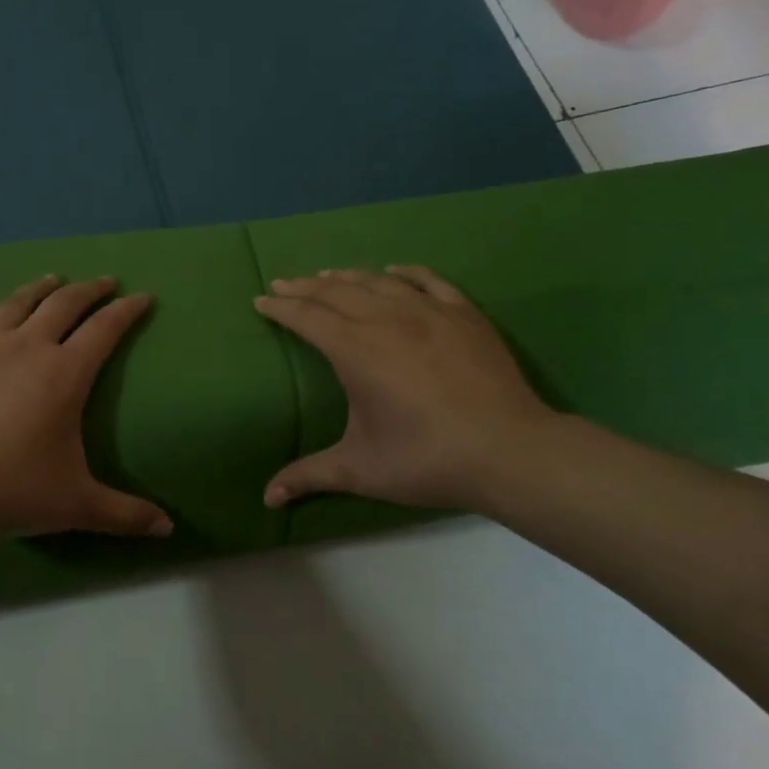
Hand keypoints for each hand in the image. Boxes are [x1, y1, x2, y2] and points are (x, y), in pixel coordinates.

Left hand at [0, 275, 173, 539]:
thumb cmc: (16, 491)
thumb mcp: (79, 504)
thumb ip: (126, 513)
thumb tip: (168, 529)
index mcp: (66, 373)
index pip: (105, 329)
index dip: (127, 310)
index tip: (142, 297)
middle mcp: (28, 347)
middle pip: (64, 304)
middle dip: (89, 290)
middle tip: (103, 283)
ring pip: (16, 304)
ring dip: (38, 289)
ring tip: (52, 280)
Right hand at [253, 266, 555, 511]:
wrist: (508, 451)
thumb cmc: (425, 458)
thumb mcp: (359, 469)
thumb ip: (308, 476)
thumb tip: (267, 498)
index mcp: (354, 350)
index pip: (307, 317)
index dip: (280, 307)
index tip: (260, 301)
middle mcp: (386, 319)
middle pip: (336, 292)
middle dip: (304, 287)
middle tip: (284, 284)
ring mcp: (428, 311)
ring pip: (377, 281)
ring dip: (346, 276)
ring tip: (327, 276)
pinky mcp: (464, 314)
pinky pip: (427, 281)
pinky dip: (404, 273)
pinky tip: (394, 270)